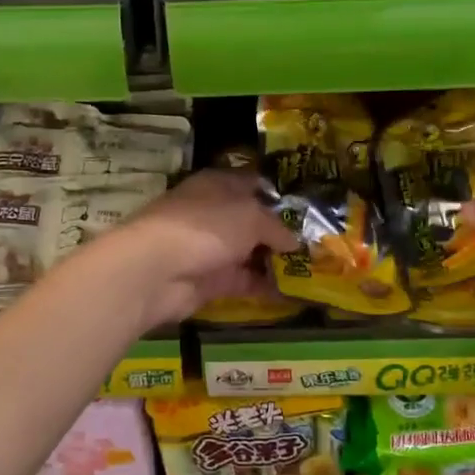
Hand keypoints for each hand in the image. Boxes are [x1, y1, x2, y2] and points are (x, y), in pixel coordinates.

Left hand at [97, 168, 298, 328]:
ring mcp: (210, 248)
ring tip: (314, 269)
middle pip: (253, 220)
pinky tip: (295, 292)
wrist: (156, 269)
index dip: (278, 193)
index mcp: (219, 184)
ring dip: (276, 261)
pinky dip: (266, 286)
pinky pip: (244, 281)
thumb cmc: (206, 226)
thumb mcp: (251, 216)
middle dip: (282, 231)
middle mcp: (214, 213)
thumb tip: (294, 241)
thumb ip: (276, 227)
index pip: (253, 182)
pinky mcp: (209, 280)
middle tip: (318, 242)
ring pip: (249, 252)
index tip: (308, 206)